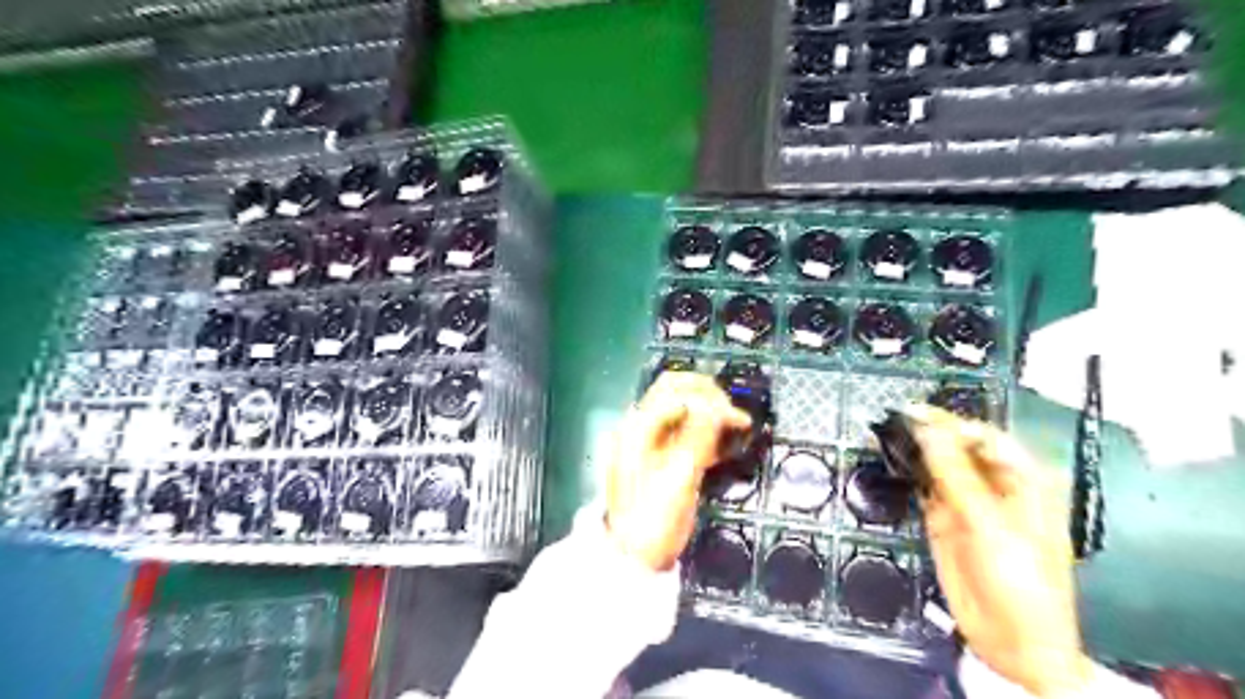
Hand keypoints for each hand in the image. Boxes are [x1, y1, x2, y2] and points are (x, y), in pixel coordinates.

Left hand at [603, 373, 746, 570]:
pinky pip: (683, 432)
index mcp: (638, 427)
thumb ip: (698, 436)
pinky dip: (703, 432)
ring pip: (681, 411)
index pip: (675, 391)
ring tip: (735, 428)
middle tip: (735, 416)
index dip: (710, 398)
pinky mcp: (659, 458)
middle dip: (708, 398)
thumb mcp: (680, 477)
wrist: (634, 557)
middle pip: (675, 393)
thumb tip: (718, 405)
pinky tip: (722, 447)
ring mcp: (648, 442)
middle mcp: (640, 427)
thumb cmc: (655, 518)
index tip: (738, 418)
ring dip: (708, 414)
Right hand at [911, 407, 1092, 697]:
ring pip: (939, 466)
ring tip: (887, 435)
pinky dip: (909, 476)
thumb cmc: (1023, 583)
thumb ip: (956, 475)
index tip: (914, 414)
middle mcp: (996, 487)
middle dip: (929, 434)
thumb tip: (929, 431)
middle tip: (894, 420)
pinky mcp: (945, 521)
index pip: (984, 437)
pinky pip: (925, 489)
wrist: (1013, 642)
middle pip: (959, 448)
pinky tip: (892, 462)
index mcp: (1024, 481)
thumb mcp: (989, 524)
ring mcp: (967, 504)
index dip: (950, 423)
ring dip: (916, 452)